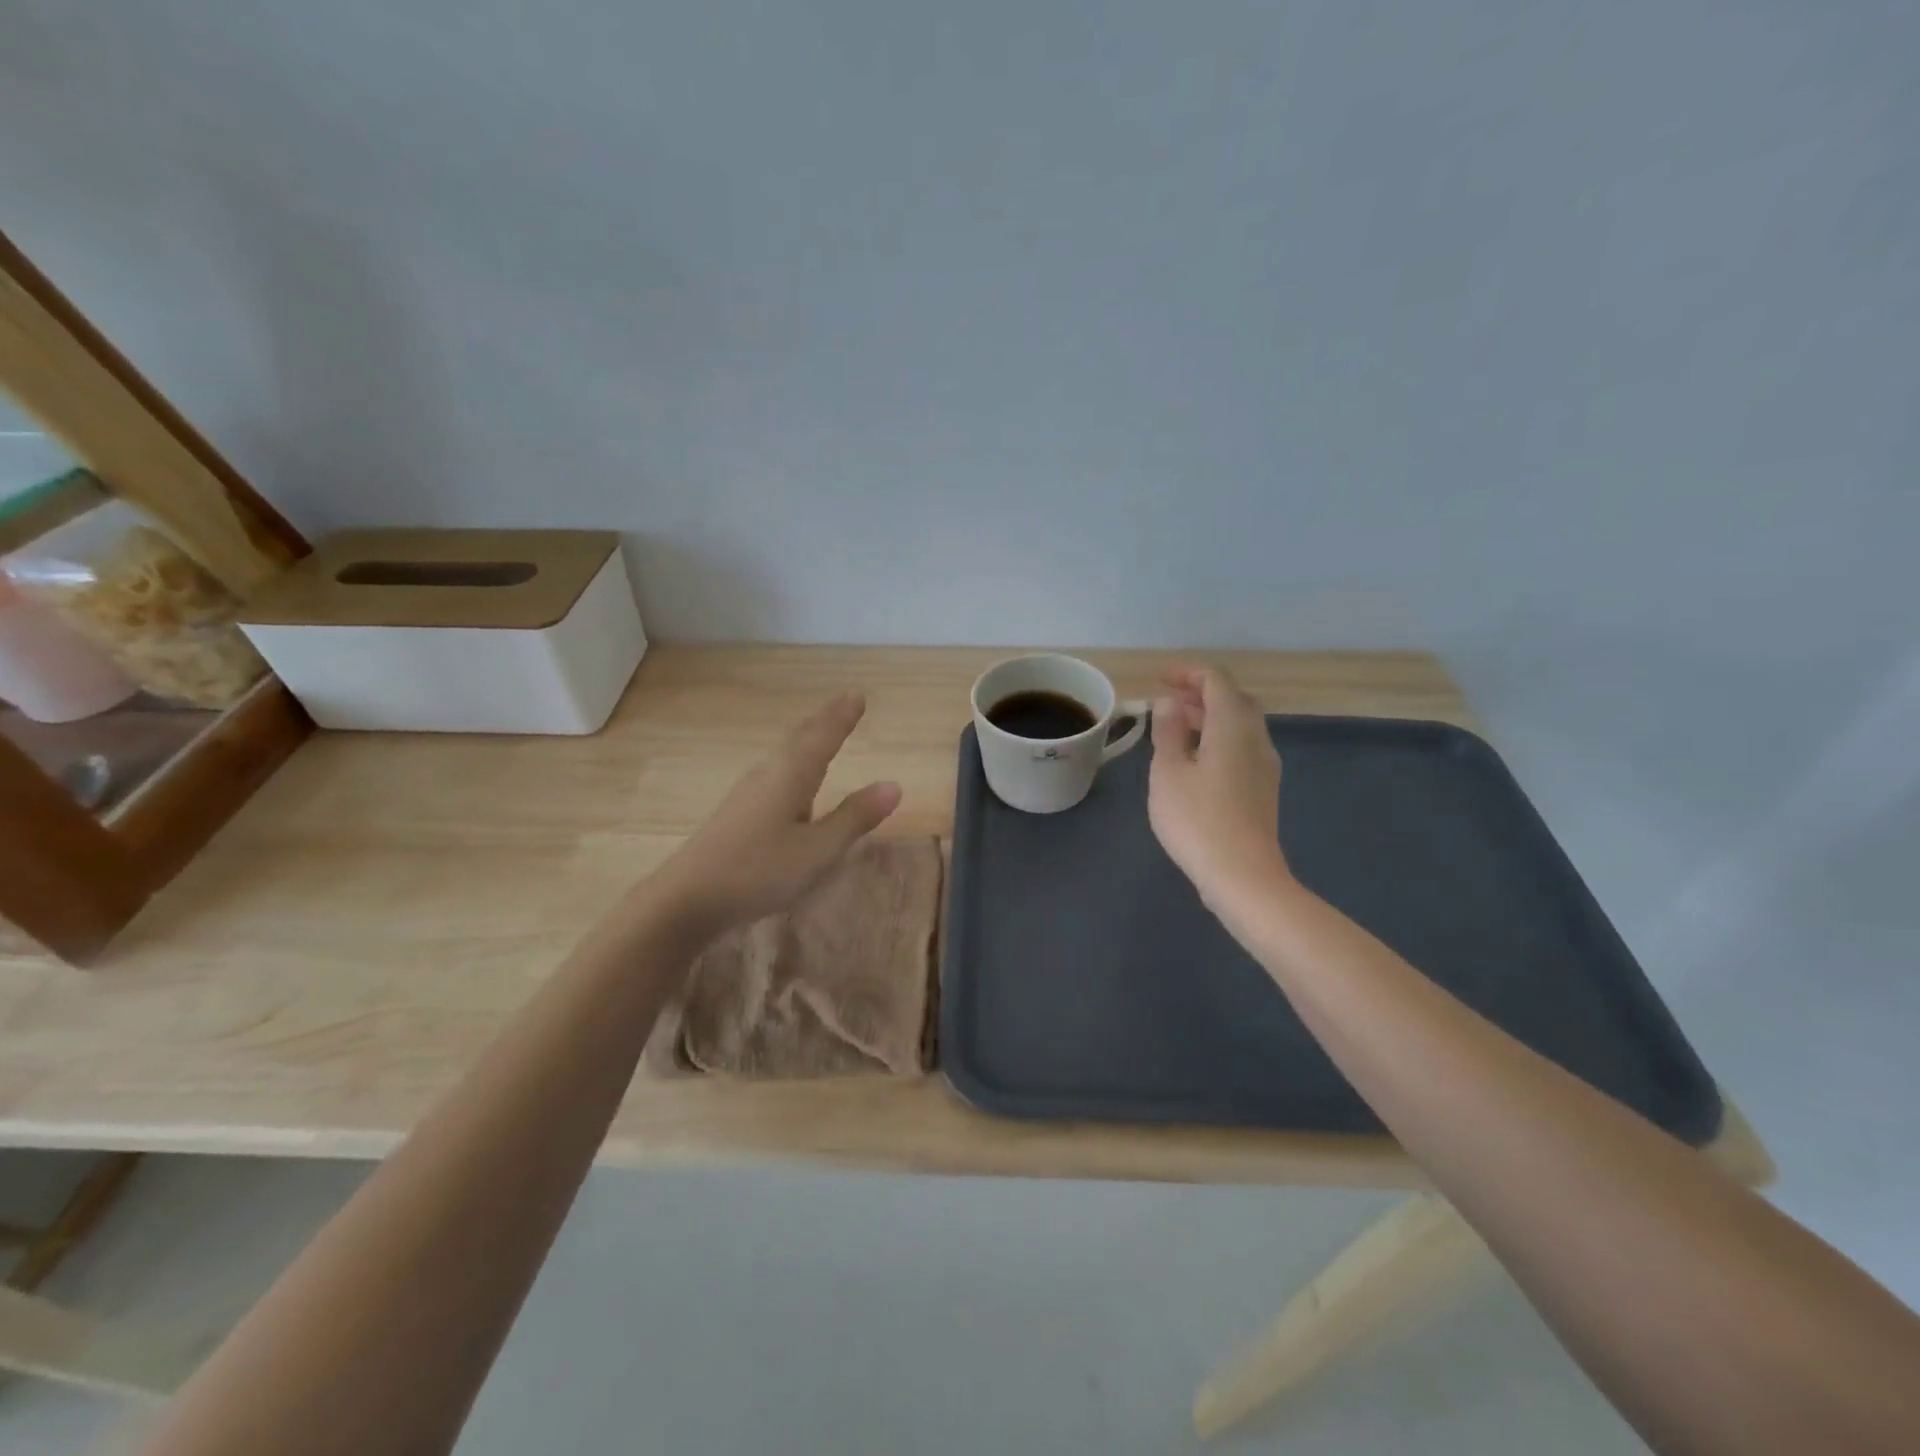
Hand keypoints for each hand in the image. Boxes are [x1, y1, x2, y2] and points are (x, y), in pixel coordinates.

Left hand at [653, 692, 901, 931]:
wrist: (686, 898)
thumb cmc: (760, 870)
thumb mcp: (818, 850)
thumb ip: (854, 818)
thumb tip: (893, 785)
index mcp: (791, 776)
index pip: (823, 737)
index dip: (842, 717)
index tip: (857, 695)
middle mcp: (768, 775)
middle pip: (799, 740)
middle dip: (823, 722)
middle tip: (842, 705)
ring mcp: (747, 794)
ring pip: (783, 757)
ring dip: (805, 741)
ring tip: (819, 734)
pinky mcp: (735, 814)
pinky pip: (773, 775)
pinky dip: (791, 765)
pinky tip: (788, 784)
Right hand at [1148, 667, 1289, 913]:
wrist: (1242, 875)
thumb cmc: (1197, 820)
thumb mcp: (1168, 772)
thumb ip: (1168, 731)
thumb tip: (1169, 703)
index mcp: (1233, 726)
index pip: (1217, 681)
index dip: (1188, 674)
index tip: (1159, 679)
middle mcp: (1256, 738)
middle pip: (1234, 700)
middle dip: (1201, 693)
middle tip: (1167, 701)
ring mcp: (1264, 765)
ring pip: (1240, 725)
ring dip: (1210, 717)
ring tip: (1177, 727)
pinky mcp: (1263, 789)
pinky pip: (1242, 747)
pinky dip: (1219, 738)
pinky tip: (1196, 759)